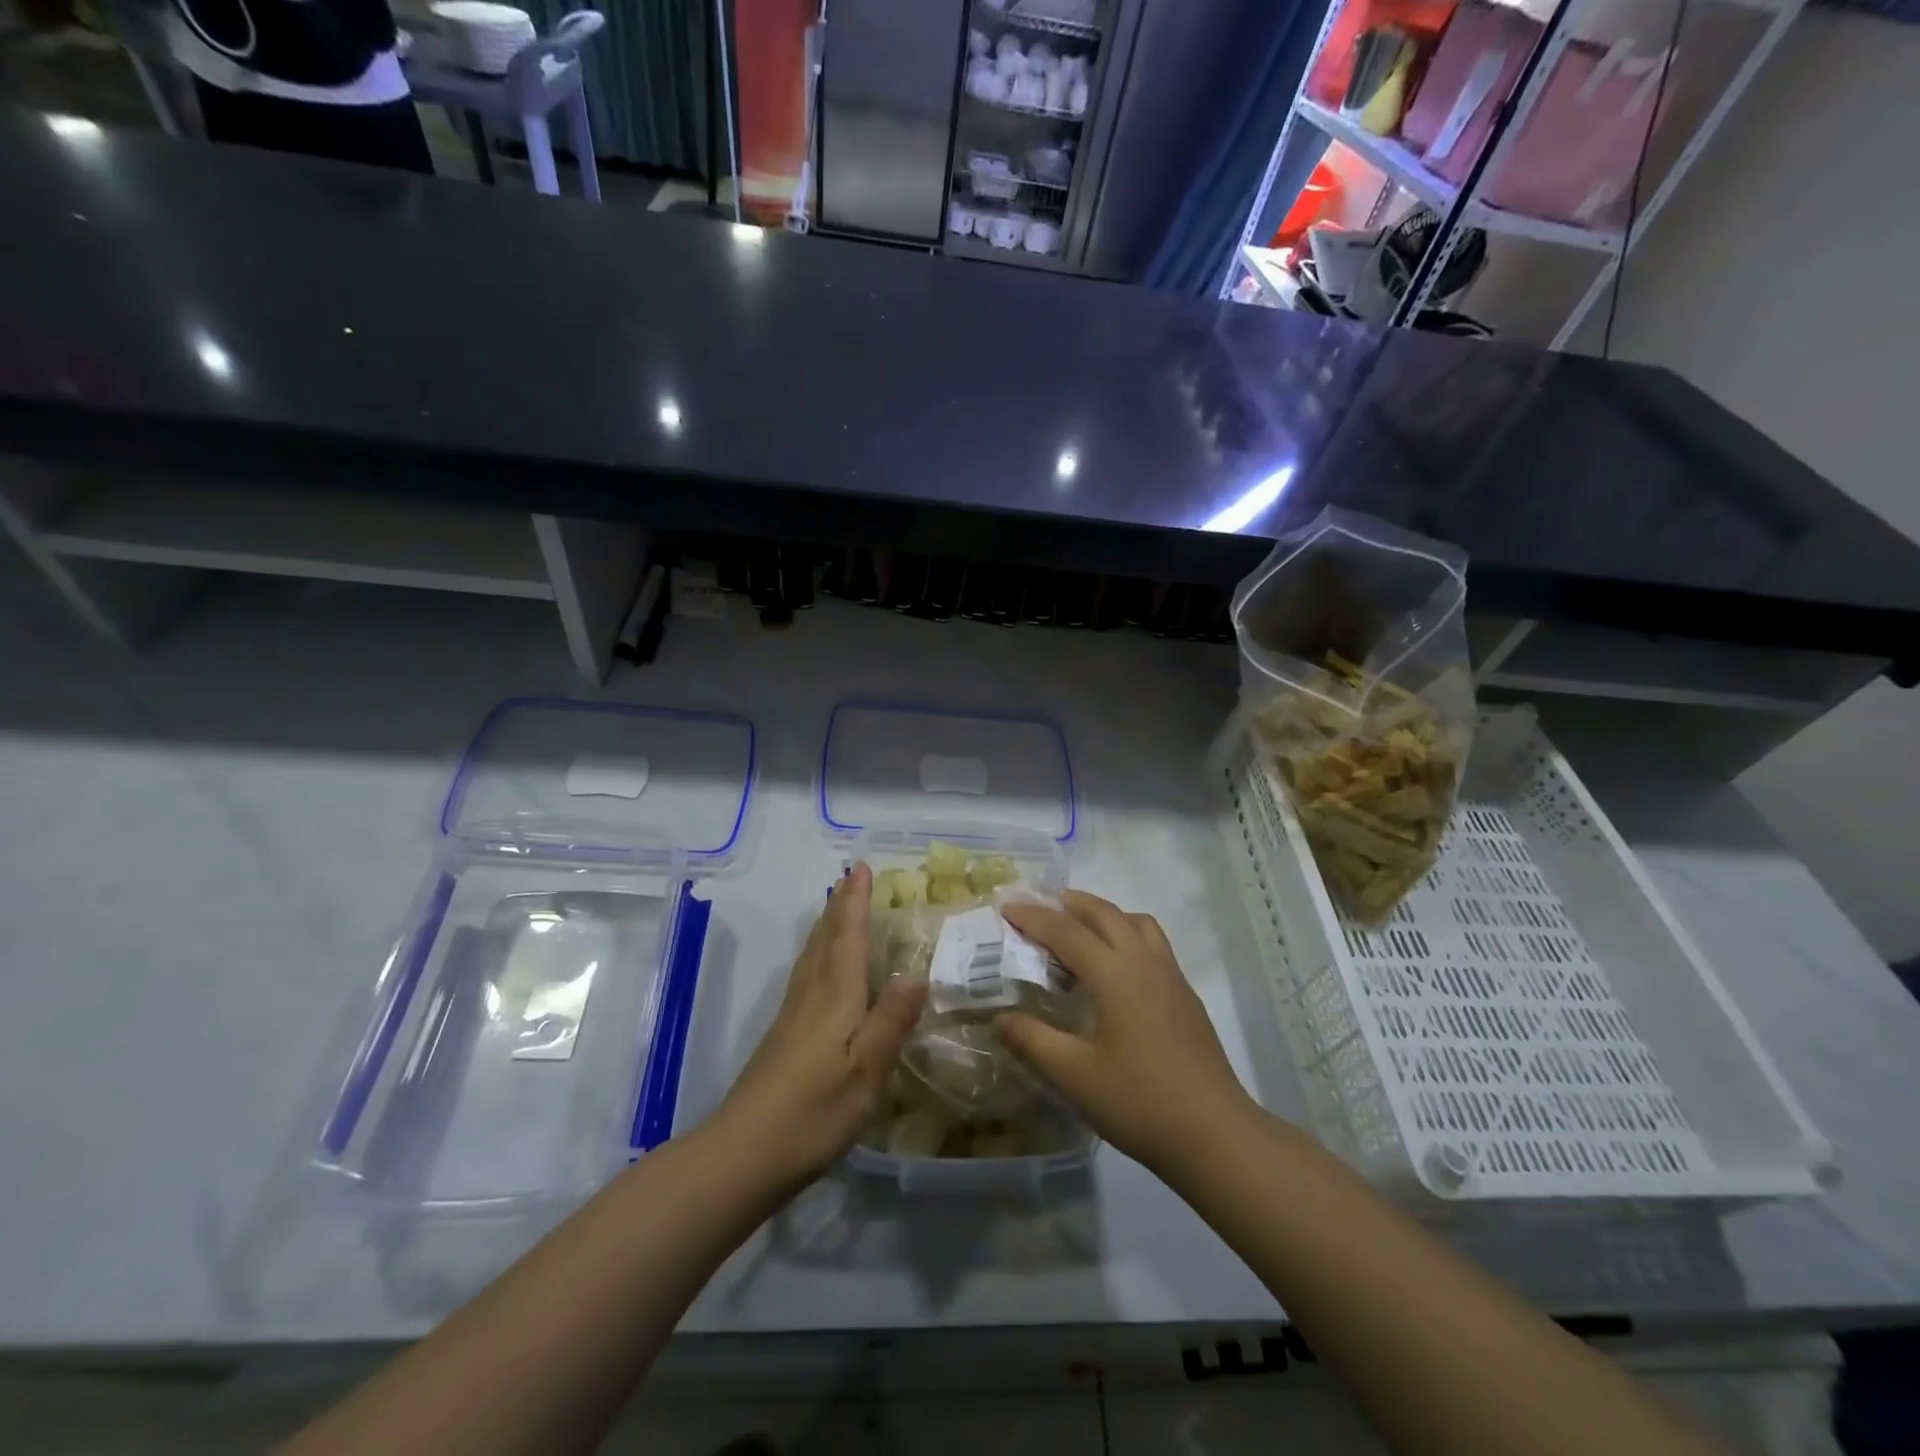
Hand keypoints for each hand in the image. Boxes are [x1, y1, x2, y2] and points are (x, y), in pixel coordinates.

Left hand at [712, 863, 924, 1191]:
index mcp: (834, 997)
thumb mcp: (866, 1072)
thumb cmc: (813, 1112)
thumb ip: (891, 1021)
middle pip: (824, 939)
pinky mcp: (783, 1035)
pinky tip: (821, 968)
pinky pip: (807, 974)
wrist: (743, 1154)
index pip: (848, 937)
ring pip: (812, 955)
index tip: (861, 867)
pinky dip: (818, 953)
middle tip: (852, 877)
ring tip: (838, 907)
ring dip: (826, 925)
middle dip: (839, 905)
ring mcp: (792, 1015)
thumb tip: (916, 973)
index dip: (855, 902)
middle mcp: (811, 995)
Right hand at [997, 891, 1253, 1177]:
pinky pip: (1153, 943)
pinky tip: (1117, 970)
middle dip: (1071, 904)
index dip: (1033, 917)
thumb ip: (1032, 1040)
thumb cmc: (1139, 1102)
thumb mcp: (1073, 1076)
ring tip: (1081, 929)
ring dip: (1105, 915)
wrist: (1215, 1134)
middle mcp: (1144, 962)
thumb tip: (999, 1016)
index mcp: (1114, 973)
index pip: (1066, 931)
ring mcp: (1171, 977)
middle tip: (1041, 908)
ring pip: (1136, 923)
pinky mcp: (1186, 996)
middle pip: (1105, 914)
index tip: (1006, 908)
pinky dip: (1127, 935)